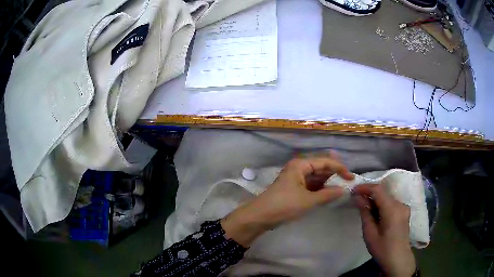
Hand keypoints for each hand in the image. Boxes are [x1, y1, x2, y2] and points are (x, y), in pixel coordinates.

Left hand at [221, 156, 353, 246]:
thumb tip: (343, 190)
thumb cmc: (284, 205)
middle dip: (334, 174)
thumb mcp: (308, 200)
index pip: (325, 162)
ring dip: (327, 182)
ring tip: (341, 187)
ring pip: (316, 177)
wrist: (260, 216)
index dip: (339, 168)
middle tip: (347, 182)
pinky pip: (311, 185)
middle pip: (320, 167)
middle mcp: (298, 168)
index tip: (351, 178)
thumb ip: (327, 194)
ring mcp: (295, 178)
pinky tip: (328, 193)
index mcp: (300, 165)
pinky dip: (320, 188)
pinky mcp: (294, 188)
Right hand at [353, 184, 415, 276]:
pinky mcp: (404, 212)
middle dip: (369, 194)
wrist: (398, 260)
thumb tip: (358, 198)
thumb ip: (365, 213)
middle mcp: (400, 204)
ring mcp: (404, 208)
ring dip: (375, 200)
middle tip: (356, 200)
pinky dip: (381, 205)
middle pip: (383, 193)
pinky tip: (375, 214)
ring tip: (364, 208)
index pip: (378, 190)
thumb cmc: (382, 249)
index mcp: (393, 209)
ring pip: (387, 197)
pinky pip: (391, 203)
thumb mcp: (370, 234)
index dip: (365, 188)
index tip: (353, 191)